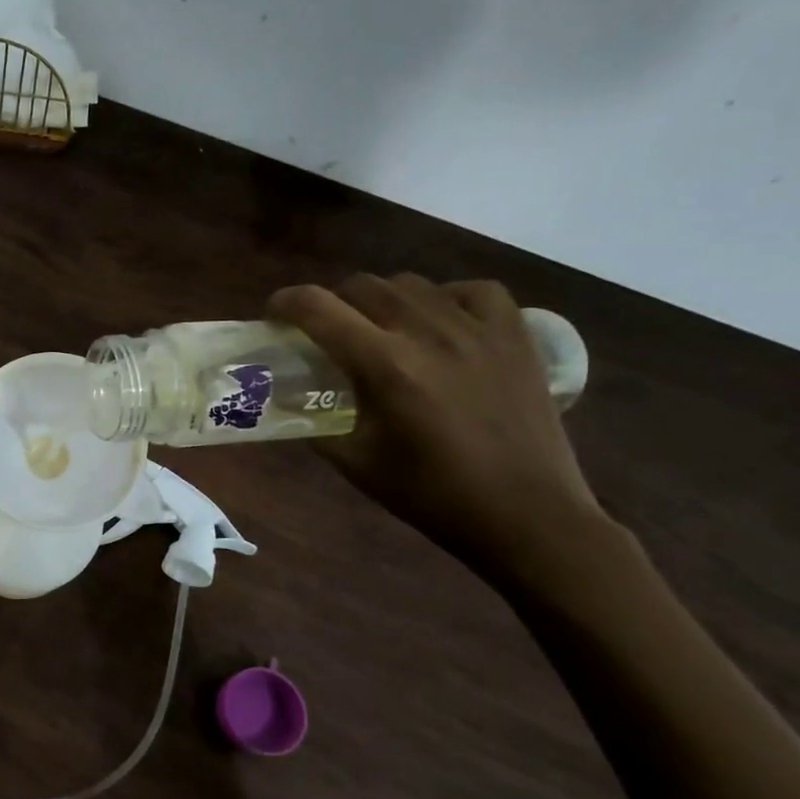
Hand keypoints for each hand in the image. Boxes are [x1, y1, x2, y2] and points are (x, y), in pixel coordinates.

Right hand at [267, 274, 602, 572]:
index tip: (274, 317)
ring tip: (380, 328)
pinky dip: (446, 297)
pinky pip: (473, 291)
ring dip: (381, 299)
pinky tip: (440, 322)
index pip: (317, 308)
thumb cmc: (431, 493)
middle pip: (362, 286)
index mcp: (384, 365)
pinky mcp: (516, 336)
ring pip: (411, 284)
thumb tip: (287, 399)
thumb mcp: (354, 461)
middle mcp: (428, 333)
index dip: (284, 303)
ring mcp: (477, 329)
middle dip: (331, 302)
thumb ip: (314, 421)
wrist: (525, 514)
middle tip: (325, 332)